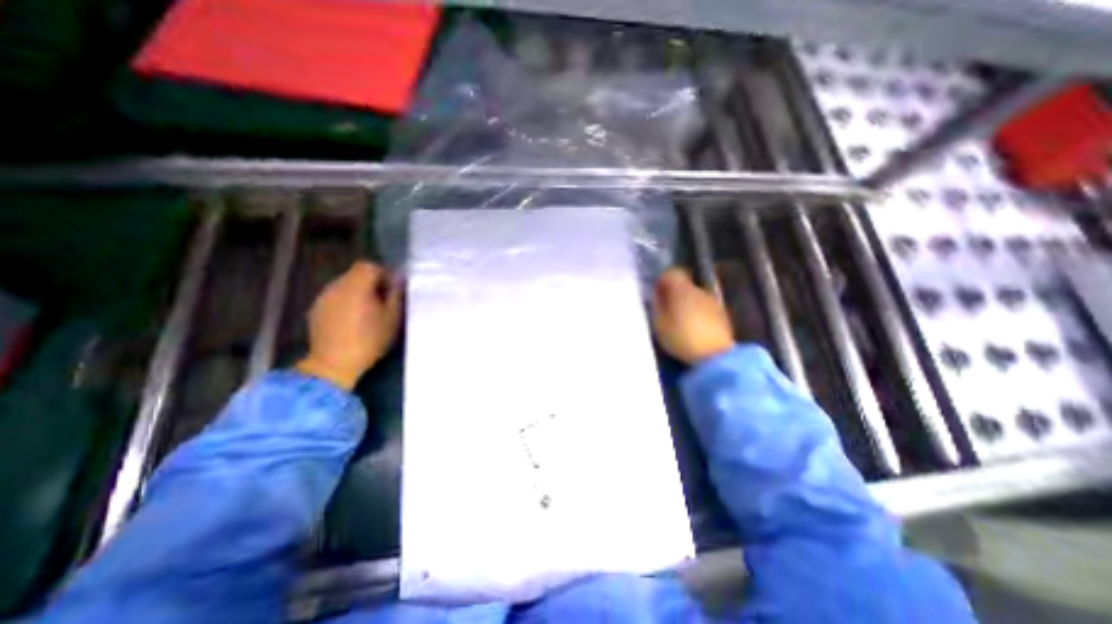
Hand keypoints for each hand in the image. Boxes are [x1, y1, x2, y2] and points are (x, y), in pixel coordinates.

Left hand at [298, 260, 401, 386]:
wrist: (333, 364)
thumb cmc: (369, 340)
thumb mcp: (392, 318)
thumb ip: (396, 295)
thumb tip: (399, 280)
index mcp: (356, 286)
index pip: (369, 266)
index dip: (382, 274)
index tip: (390, 291)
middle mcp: (336, 286)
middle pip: (355, 274)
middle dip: (371, 284)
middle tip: (383, 302)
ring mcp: (323, 298)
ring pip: (344, 286)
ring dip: (358, 294)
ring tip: (368, 313)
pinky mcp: (315, 311)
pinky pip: (335, 298)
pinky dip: (346, 303)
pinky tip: (352, 321)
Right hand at [648, 269, 735, 364]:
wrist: (716, 357)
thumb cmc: (681, 338)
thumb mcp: (659, 324)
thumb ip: (657, 306)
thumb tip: (658, 295)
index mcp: (682, 290)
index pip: (671, 273)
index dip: (662, 281)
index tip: (656, 293)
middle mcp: (699, 290)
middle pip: (684, 285)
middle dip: (674, 294)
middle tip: (665, 309)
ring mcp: (713, 302)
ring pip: (695, 297)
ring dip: (686, 304)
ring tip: (679, 322)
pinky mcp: (722, 315)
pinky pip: (704, 308)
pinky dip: (697, 314)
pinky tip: (693, 329)